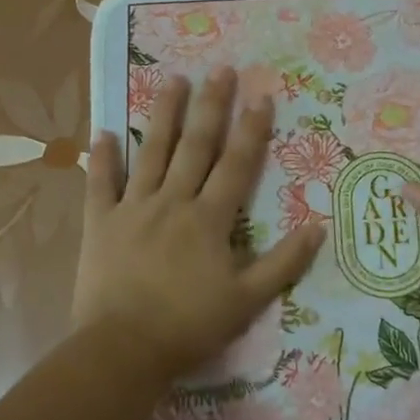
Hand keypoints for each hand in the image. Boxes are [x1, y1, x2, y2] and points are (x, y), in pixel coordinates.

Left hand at [74, 68, 323, 379]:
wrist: (123, 349)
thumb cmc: (190, 326)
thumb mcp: (248, 300)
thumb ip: (284, 263)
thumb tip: (319, 227)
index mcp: (209, 219)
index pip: (237, 165)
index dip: (252, 130)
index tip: (261, 96)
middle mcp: (173, 202)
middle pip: (195, 147)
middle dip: (211, 107)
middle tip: (221, 70)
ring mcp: (133, 209)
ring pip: (151, 153)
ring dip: (164, 115)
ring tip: (172, 79)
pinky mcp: (100, 223)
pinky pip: (100, 184)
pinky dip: (103, 158)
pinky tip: (103, 131)